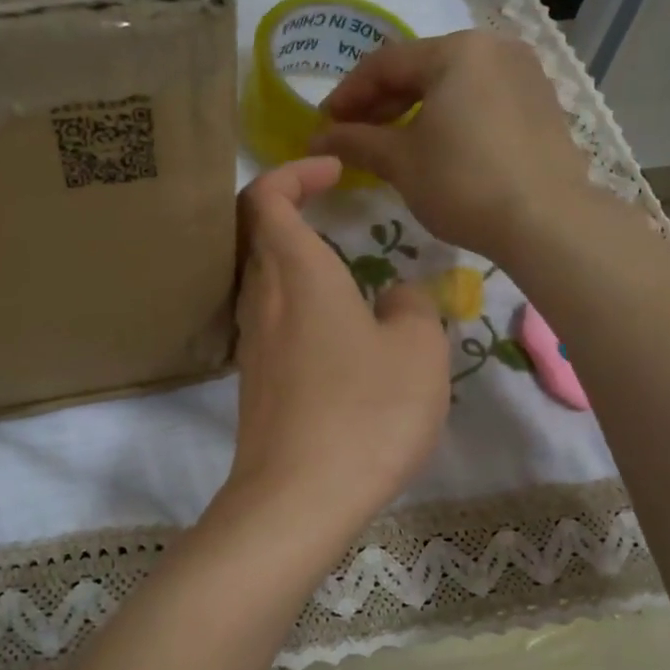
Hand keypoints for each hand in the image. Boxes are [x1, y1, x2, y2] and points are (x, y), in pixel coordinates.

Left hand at [225, 158, 449, 536]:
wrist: (298, 498)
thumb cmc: (365, 412)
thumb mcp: (418, 352)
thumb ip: (414, 308)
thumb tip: (398, 298)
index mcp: (297, 273)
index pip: (266, 197)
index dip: (294, 172)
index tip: (334, 170)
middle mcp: (262, 299)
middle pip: (257, 234)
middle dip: (292, 211)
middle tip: (337, 213)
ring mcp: (251, 343)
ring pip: (262, 279)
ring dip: (295, 262)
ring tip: (345, 276)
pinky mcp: (254, 381)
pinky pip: (269, 321)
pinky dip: (295, 306)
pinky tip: (335, 337)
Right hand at [312, 30, 601, 261]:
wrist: (546, 221)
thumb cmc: (464, 184)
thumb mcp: (401, 162)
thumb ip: (356, 142)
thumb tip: (316, 138)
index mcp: (456, 50)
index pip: (385, 63)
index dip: (347, 93)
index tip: (324, 124)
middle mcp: (494, 47)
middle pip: (421, 68)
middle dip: (381, 101)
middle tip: (352, 134)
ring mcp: (524, 72)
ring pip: (453, 83)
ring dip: (415, 109)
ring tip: (390, 143)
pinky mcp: (541, 102)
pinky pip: (481, 98)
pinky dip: (450, 115)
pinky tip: (436, 145)